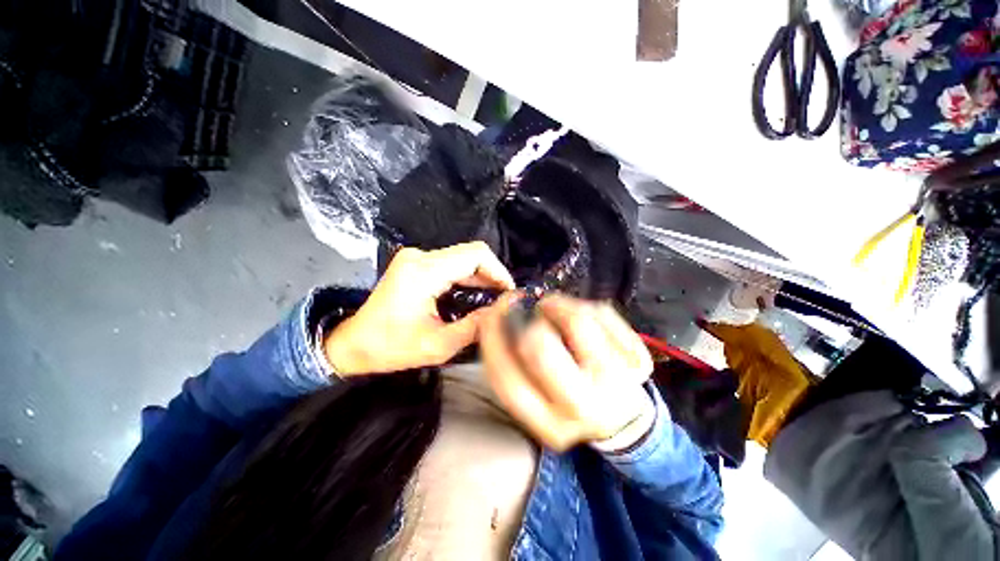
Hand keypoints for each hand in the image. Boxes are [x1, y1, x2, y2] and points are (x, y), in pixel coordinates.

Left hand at [324, 242, 514, 375]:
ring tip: (493, 298)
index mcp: (424, 272)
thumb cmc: (390, 347)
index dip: (498, 271)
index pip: (474, 255)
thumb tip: (500, 314)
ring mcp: (416, 258)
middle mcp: (420, 257)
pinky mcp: (416, 263)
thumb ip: (473, 328)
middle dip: (492, 274)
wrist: (353, 343)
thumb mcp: (437, 345)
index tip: (508, 292)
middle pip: (470, 253)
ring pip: (462, 257)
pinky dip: (468, 276)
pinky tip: (475, 294)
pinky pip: (451, 263)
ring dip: (481, 275)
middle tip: (503, 298)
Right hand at [480, 293, 654, 451]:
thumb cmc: (566, 400)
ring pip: (576, 320)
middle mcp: (584, 409)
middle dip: (523, 318)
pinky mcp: (638, 361)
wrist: (620, 414)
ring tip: (551, 307)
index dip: (492, 337)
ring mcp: (617, 384)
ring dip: (555, 304)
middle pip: (539, 347)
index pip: (507, 378)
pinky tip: (579, 315)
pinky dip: (582, 305)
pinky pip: (601, 312)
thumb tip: (494, 317)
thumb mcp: (534, 398)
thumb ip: (509, 364)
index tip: (493, 312)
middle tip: (525, 305)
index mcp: (550, 426)